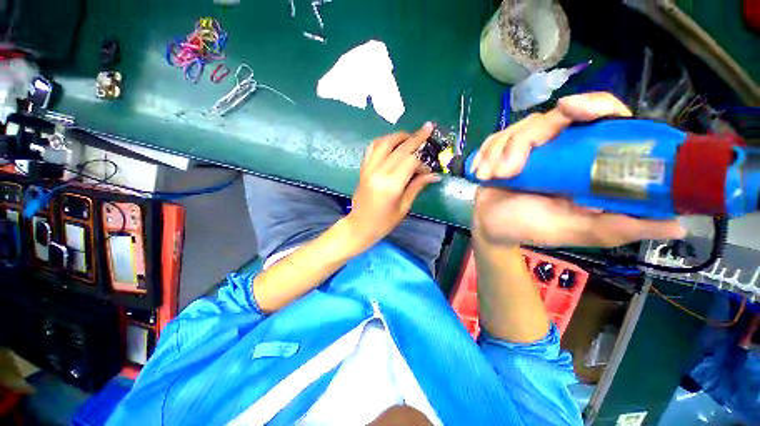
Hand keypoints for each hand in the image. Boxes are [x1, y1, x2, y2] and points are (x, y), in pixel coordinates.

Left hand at [347, 123, 440, 247]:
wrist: (359, 226)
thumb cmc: (384, 222)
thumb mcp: (404, 206)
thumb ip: (417, 186)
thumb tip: (434, 175)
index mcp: (391, 185)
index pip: (410, 161)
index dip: (422, 162)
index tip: (428, 169)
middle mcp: (379, 172)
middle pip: (399, 148)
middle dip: (416, 137)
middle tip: (428, 128)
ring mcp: (368, 168)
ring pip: (384, 142)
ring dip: (398, 136)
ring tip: (410, 136)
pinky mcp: (363, 168)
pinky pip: (372, 148)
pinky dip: (383, 141)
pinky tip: (391, 143)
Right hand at [469, 92, 685, 247]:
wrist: (494, 228)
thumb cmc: (535, 229)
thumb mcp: (580, 231)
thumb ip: (621, 227)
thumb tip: (678, 223)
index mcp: (586, 159)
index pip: (602, 116)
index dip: (593, 105)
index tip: (571, 109)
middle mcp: (561, 146)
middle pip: (550, 118)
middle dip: (522, 142)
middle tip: (508, 170)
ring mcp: (529, 147)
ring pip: (517, 129)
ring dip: (500, 154)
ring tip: (491, 178)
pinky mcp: (502, 150)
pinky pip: (494, 139)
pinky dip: (486, 153)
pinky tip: (481, 173)